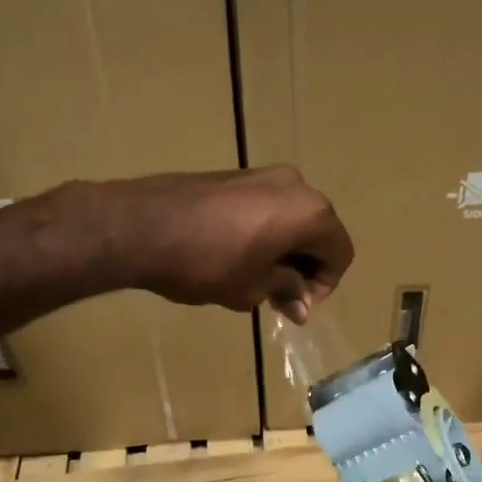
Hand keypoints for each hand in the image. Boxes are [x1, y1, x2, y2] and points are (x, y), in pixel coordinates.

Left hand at [101, 167, 352, 321]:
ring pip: (291, 218)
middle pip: (318, 232)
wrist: (142, 226)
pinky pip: (266, 207)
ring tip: (256, 281)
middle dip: (304, 268)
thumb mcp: (253, 287)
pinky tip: (237, 257)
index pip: (339, 252)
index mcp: (310, 212)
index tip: (297, 307)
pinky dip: (264, 233)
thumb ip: (286, 290)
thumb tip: (300, 303)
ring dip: (284, 251)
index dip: (324, 285)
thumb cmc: (207, 263)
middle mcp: (295, 185)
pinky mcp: (235, 175)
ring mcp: (263, 174)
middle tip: (280, 298)